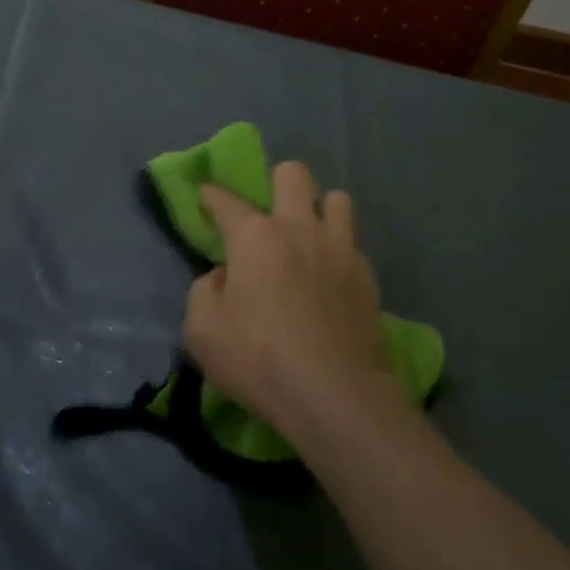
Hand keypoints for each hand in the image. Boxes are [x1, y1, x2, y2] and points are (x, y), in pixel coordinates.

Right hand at [183, 162, 400, 437]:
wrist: (335, 396)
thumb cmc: (258, 358)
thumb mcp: (201, 330)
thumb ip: (204, 291)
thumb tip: (223, 277)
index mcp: (254, 235)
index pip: (225, 200)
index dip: (210, 195)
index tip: (205, 197)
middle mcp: (299, 228)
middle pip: (294, 174)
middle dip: (278, 182)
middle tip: (268, 215)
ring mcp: (340, 249)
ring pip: (338, 199)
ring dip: (320, 210)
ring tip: (309, 238)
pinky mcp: (368, 278)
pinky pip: (353, 246)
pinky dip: (339, 252)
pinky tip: (331, 279)